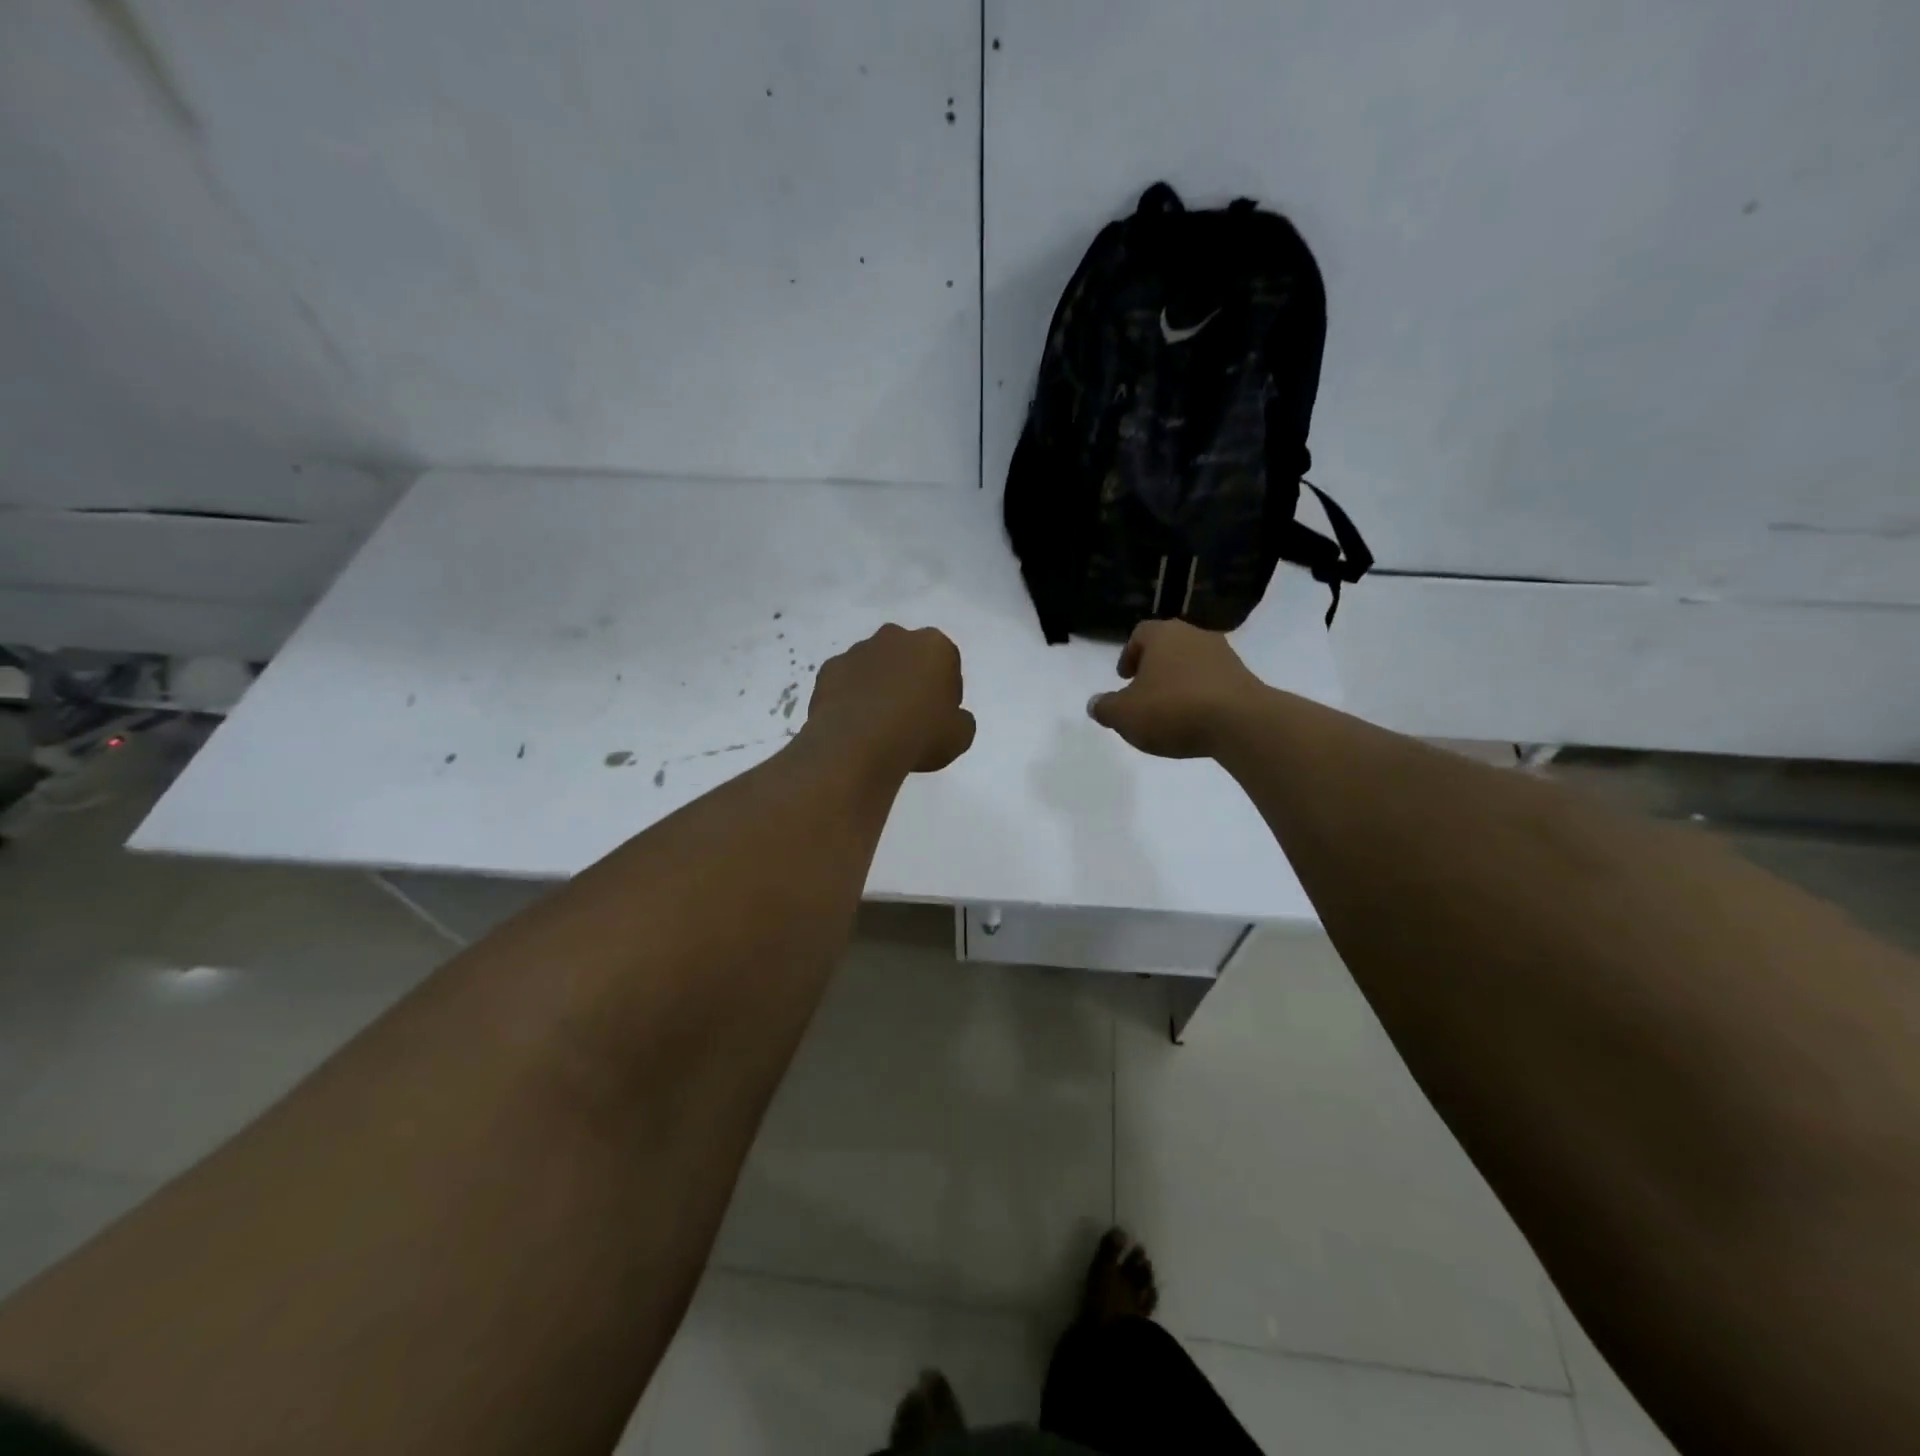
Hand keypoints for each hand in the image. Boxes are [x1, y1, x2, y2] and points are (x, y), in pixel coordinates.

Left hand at [804, 624, 976, 774]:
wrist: (857, 745)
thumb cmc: (918, 735)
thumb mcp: (960, 736)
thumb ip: (961, 720)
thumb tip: (951, 718)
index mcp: (934, 645)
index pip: (947, 663)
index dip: (946, 692)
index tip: (940, 717)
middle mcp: (895, 637)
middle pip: (909, 657)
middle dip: (911, 679)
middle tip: (911, 717)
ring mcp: (858, 650)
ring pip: (875, 666)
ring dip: (880, 686)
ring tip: (879, 724)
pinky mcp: (829, 669)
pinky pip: (847, 682)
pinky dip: (851, 697)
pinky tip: (855, 724)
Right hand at [1087, 619, 1263, 758]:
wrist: (1242, 723)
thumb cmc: (1173, 709)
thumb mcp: (1124, 715)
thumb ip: (1105, 708)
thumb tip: (1095, 704)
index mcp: (1163, 635)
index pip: (1140, 634)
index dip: (1129, 655)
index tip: (1124, 678)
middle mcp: (1195, 636)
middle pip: (1168, 647)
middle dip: (1154, 668)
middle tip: (1144, 693)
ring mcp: (1225, 655)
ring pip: (1192, 664)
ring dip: (1179, 682)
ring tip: (1170, 711)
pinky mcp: (1245, 679)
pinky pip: (1213, 683)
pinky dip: (1201, 696)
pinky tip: (1196, 720)